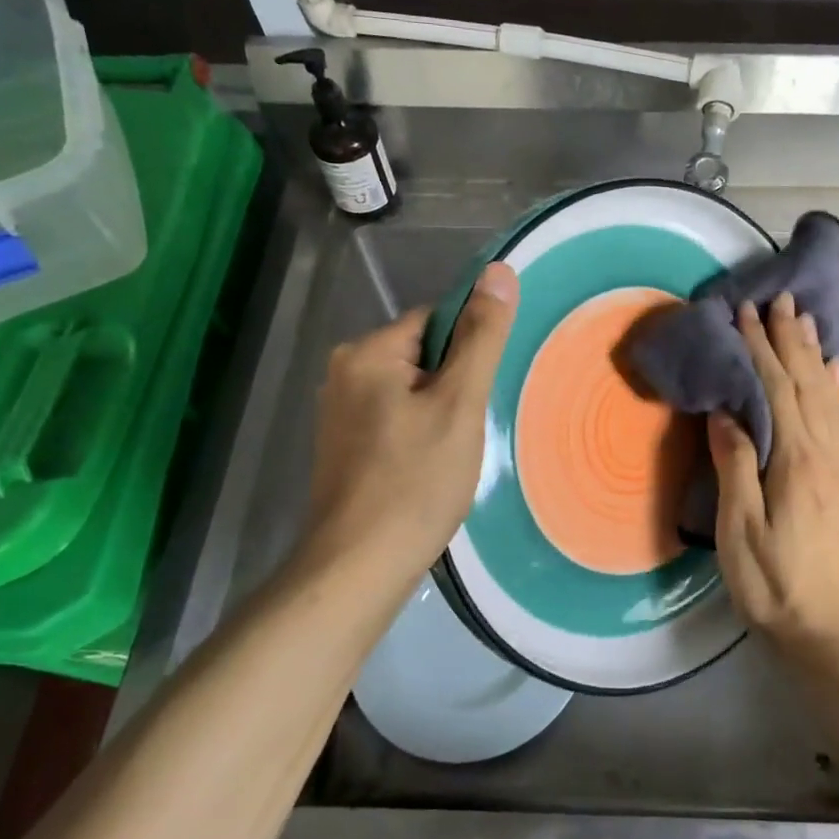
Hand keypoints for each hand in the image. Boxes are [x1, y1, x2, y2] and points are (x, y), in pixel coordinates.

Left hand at [294, 262, 519, 603]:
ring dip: (440, 411)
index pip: (435, 320)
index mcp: (367, 352)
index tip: (483, 389)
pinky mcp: (343, 446)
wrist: (359, 566)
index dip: (469, 349)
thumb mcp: (459, 404)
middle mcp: (343, 372)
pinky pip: (394, 419)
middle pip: (422, 355)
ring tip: (454, 452)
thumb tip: (499, 271)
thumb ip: (481, 337)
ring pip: (410, 390)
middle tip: (471, 427)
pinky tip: (430, 468)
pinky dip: (419, 433)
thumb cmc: (415, 481)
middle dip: (454, 384)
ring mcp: (338, 412)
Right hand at [708, 291, 838, 657]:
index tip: (744, 313)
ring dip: (812, 354)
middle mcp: (824, 452)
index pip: (776, 389)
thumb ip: (735, 467)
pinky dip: (836, 388)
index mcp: (795, 460)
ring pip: (826, 395)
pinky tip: (833, 371)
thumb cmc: (775, 585)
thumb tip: (726, 413)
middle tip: (778, 299)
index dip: (759, 349)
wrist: (831, 630)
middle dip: (788, 339)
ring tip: (804, 319)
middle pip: (805, 382)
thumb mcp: (741, 531)